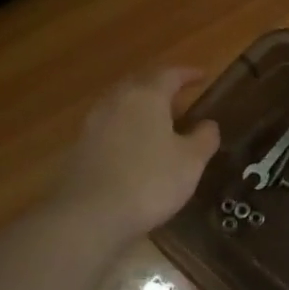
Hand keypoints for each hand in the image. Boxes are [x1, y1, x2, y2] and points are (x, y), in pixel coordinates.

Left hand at [53, 69, 220, 241]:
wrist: (89, 215)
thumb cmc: (150, 181)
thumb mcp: (191, 162)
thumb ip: (204, 138)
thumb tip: (208, 124)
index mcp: (146, 97)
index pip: (169, 74)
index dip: (188, 74)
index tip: (203, 76)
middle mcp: (116, 102)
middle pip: (140, 84)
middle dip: (161, 88)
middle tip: (180, 98)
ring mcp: (93, 124)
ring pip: (121, 105)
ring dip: (141, 109)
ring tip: (159, 123)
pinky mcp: (80, 148)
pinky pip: (109, 128)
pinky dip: (126, 130)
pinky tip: (135, 148)